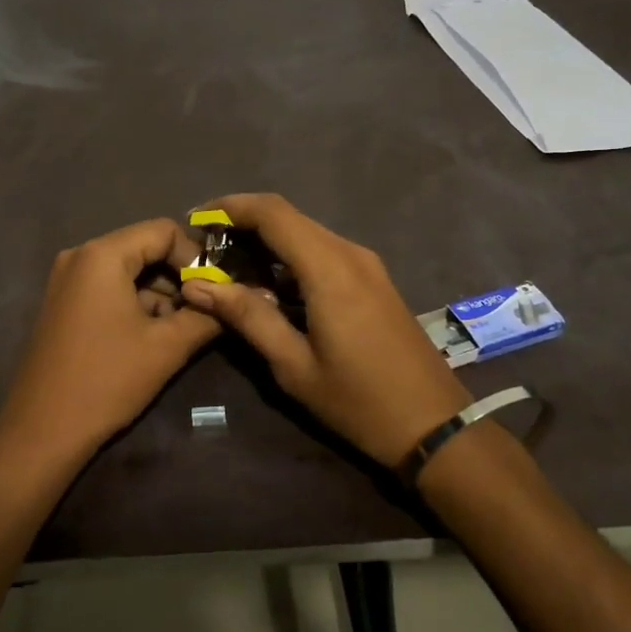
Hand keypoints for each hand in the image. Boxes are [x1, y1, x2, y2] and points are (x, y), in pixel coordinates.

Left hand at [0, 218, 220, 461]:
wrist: (42, 431)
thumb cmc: (107, 380)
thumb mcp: (167, 347)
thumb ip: (206, 315)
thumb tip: (237, 299)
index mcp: (102, 254)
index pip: (163, 231)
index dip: (196, 257)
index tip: (217, 290)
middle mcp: (80, 256)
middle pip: (144, 248)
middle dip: (179, 277)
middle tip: (206, 309)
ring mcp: (67, 280)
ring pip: (128, 271)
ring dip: (159, 294)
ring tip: (184, 328)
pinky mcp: (63, 303)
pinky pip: (109, 288)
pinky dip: (135, 303)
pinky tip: (154, 336)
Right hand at [178, 193, 466, 467]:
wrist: (435, 425)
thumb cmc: (359, 401)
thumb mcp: (294, 365)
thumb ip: (247, 317)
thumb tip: (196, 285)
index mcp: (329, 268)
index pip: (272, 212)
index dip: (230, 206)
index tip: (195, 220)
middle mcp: (349, 253)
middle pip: (288, 217)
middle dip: (242, 224)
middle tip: (205, 250)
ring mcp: (366, 264)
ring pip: (305, 232)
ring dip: (266, 241)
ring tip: (228, 269)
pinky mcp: (373, 279)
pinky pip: (323, 251)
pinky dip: (289, 257)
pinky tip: (269, 285)